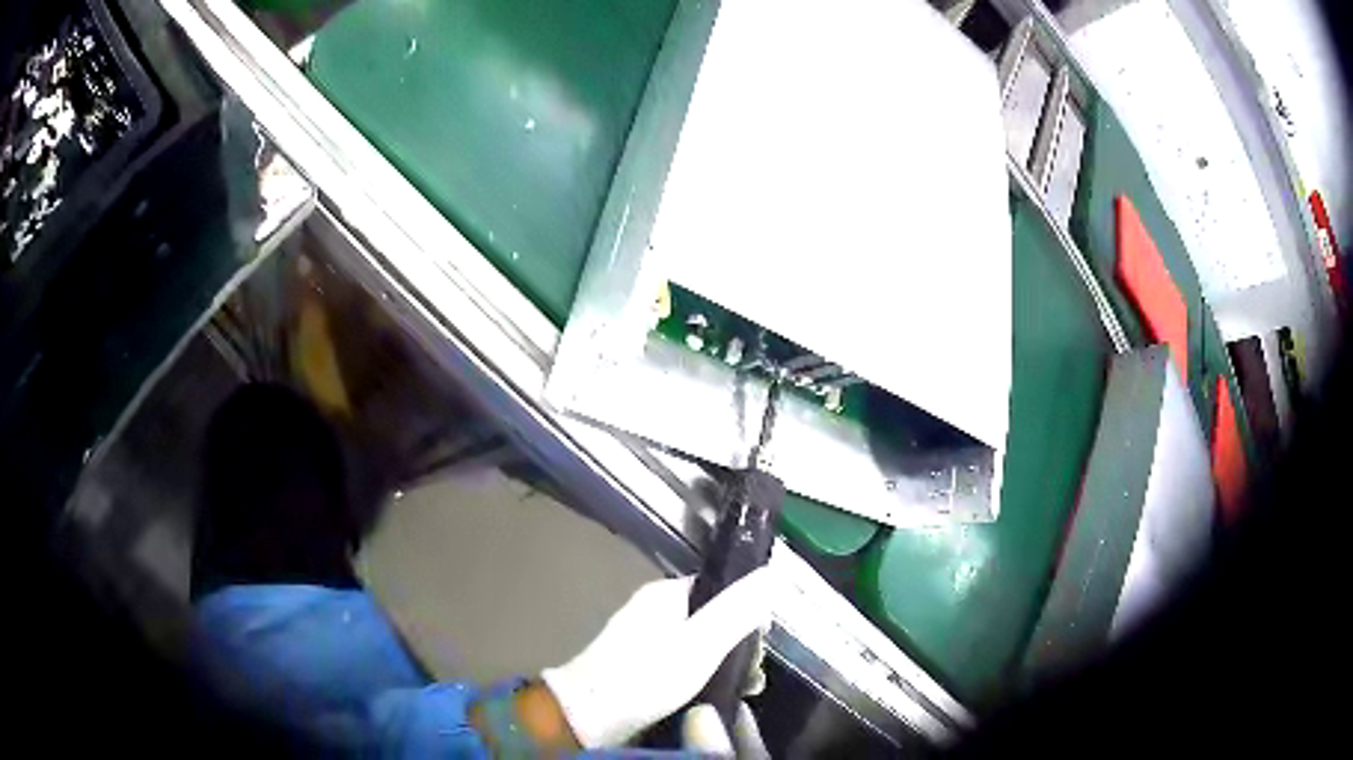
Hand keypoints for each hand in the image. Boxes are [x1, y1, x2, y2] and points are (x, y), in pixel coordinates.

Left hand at [540, 568, 774, 747]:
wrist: (585, 716)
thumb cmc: (646, 677)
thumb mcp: (700, 644)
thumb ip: (737, 610)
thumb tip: (772, 574)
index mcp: (665, 595)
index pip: (721, 589)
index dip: (748, 614)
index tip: (762, 646)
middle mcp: (653, 611)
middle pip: (712, 619)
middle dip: (738, 648)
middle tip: (751, 679)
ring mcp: (642, 640)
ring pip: (698, 646)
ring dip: (722, 667)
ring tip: (739, 694)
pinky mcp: (637, 668)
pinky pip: (680, 666)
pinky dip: (699, 680)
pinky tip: (710, 701)